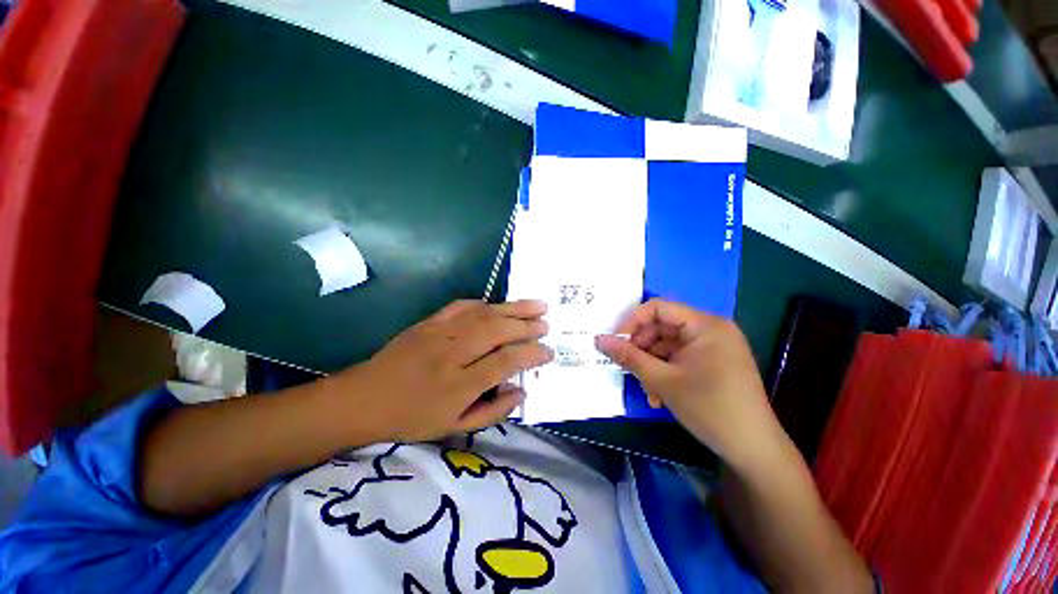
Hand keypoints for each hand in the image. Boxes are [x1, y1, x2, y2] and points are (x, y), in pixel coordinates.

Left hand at [330, 300, 552, 442]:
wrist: (364, 398)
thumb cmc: (412, 418)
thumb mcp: (454, 428)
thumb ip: (493, 412)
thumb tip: (522, 391)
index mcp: (459, 385)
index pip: (505, 362)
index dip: (531, 354)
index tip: (548, 351)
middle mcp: (453, 354)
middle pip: (498, 332)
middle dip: (527, 326)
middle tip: (547, 324)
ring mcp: (440, 333)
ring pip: (485, 314)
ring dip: (514, 308)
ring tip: (537, 305)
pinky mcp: (430, 322)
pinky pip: (463, 306)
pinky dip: (485, 303)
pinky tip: (498, 305)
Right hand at [595, 299, 782, 468]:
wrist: (754, 450)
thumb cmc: (710, 409)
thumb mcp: (662, 381)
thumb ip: (628, 357)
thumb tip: (599, 339)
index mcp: (705, 325)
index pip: (658, 308)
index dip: (632, 321)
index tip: (615, 342)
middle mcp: (711, 330)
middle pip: (662, 327)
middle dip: (641, 348)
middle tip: (628, 368)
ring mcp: (713, 347)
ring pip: (667, 346)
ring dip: (651, 365)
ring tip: (646, 390)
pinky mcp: (712, 363)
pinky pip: (678, 358)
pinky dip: (664, 372)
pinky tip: (658, 395)